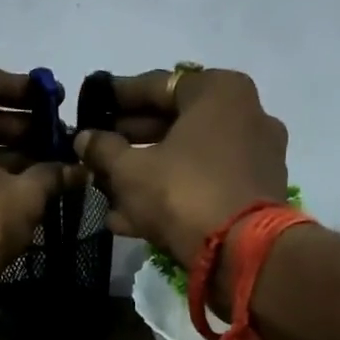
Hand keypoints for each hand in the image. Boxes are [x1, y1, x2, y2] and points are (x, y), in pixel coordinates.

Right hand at [73, 68, 288, 269]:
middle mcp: (246, 116)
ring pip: (189, 160)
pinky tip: (129, 217)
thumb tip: (83, 139)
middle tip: (98, 150)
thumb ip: (103, 150)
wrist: (242, 254)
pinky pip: (205, 186)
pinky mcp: (256, 197)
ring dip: (147, 174)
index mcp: (220, 92)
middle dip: (132, 141)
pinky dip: (172, 195)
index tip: (93, 105)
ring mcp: (255, 159)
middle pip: (176, 124)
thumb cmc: (183, 193)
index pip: (158, 85)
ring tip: (106, 189)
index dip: (119, 97)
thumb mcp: (130, 171)